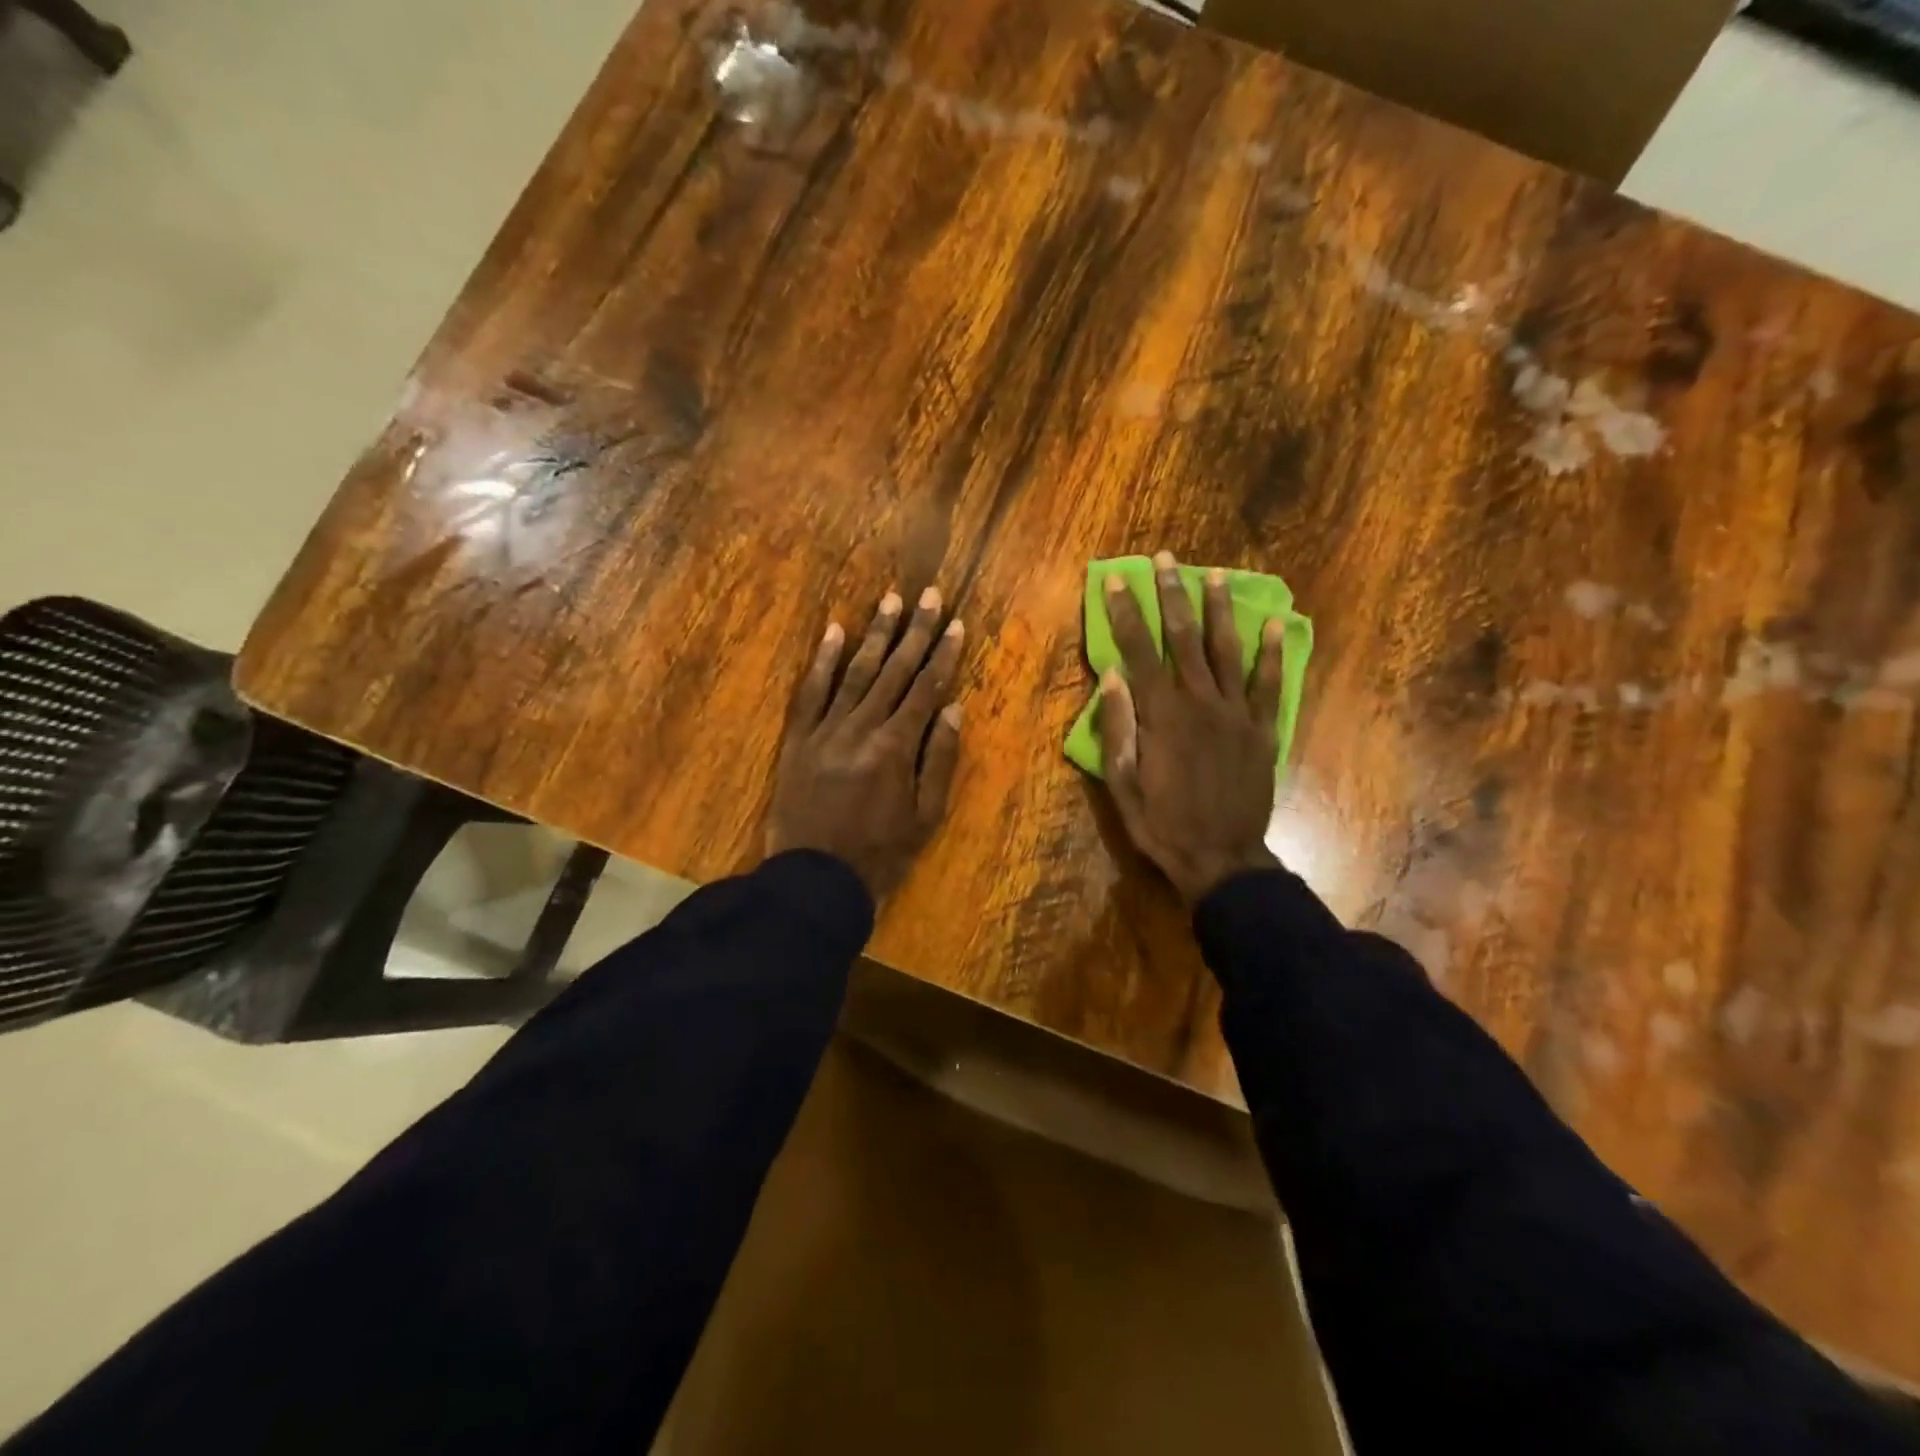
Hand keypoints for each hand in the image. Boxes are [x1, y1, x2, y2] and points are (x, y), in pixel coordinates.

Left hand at [767, 587, 964, 899]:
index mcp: (896, 747)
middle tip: (930, 595)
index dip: (944, 655)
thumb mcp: (925, 817)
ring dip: (874, 634)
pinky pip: (810, 692)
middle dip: (915, 631)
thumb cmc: (879, 854)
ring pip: (855, 673)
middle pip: (894, 671)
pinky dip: (823, 661)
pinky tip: (835, 630)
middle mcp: (862, 727)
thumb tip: (953, 709)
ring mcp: (826, 730)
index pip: (926, 689)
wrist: (814, 879)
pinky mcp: (798, 739)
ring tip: (890, 600)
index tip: (957, 624)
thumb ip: (939, 760)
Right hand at [1099, 551, 1284, 903]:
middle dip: (1171, 595)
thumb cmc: (1161, 823)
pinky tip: (1275, 625)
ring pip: (1226, 650)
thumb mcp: (1122, 782)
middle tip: (1166, 560)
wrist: (1220, 858)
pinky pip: (1269, 684)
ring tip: (1214, 576)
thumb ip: (1118, 726)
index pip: (1138, 651)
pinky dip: (1272, 654)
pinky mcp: (1263, 730)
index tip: (1118, 581)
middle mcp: (1199, 702)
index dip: (1126, 613)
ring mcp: (1236, 714)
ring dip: (1219, 610)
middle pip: (1183, 638)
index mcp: (1160, 715)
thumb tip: (1112, 675)